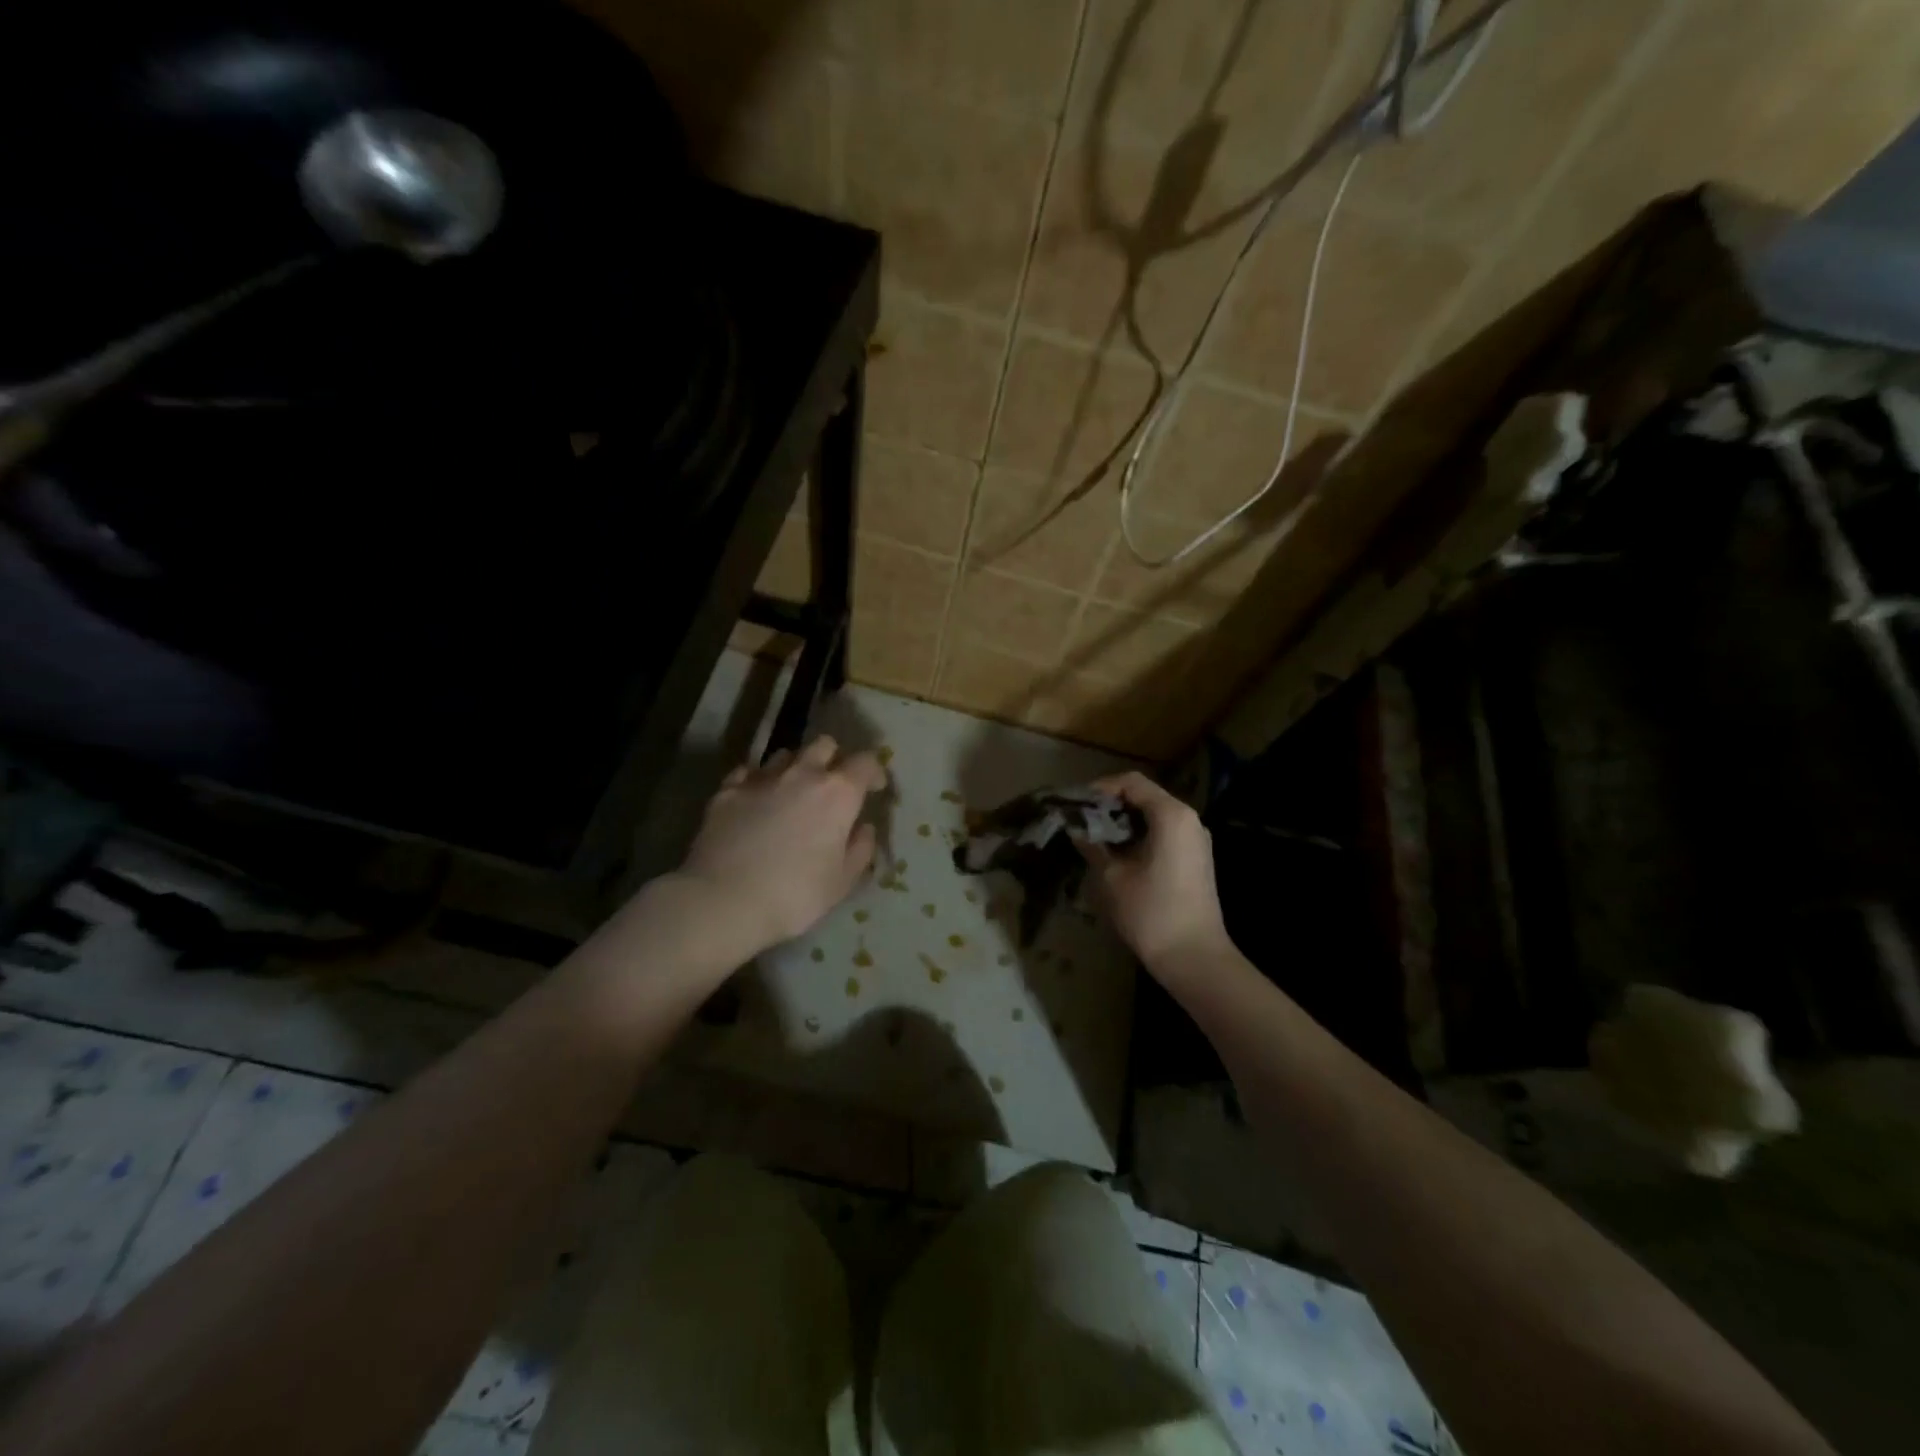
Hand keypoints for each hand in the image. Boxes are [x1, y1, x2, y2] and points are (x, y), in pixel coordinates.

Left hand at [677, 735, 886, 955]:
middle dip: (834, 759)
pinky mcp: (727, 790)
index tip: (874, 788)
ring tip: (792, 792)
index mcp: (838, 793)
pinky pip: (748, 772)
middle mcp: (802, 774)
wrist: (724, 901)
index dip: (874, 771)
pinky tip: (756, 800)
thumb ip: (860, 849)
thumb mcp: (842, 881)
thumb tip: (863, 828)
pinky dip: (757, 781)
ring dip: (795, 767)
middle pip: (824, 745)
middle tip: (833, 785)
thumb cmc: (795, 895)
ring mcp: (761, 778)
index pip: (866, 762)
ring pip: (785, 754)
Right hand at [1078, 771, 1232, 976]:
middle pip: (1145, 796)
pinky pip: (1164, 833)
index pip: (1132, 782)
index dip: (1100, 788)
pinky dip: (1139, 835)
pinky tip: (1116, 853)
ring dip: (1124, 821)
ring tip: (1093, 836)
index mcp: (1171, 815)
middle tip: (1080, 819)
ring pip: (1154, 815)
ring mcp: (1196, 840)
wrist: (1195, 958)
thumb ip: (1093, 845)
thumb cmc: (1151, 912)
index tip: (1076, 803)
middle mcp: (1189, 820)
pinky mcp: (1195, 859)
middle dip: (1110, 804)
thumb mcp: (1112, 877)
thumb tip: (1077, 829)